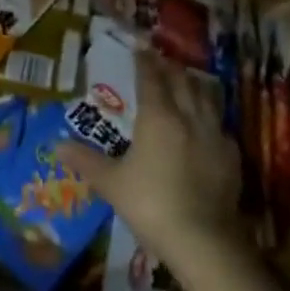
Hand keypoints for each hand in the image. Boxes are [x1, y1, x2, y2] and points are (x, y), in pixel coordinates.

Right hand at [56, 56, 245, 271]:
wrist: (204, 241)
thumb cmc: (151, 204)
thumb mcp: (111, 184)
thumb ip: (86, 161)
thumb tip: (57, 146)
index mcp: (158, 117)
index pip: (151, 79)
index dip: (144, 62)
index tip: (140, 48)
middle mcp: (189, 117)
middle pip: (182, 82)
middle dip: (171, 68)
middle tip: (161, 61)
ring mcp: (215, 136)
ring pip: (207, 99)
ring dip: (194, 86)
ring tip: (186, 82)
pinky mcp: (232, 158)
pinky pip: (220, 126)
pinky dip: (211, 117)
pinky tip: (207, 126)